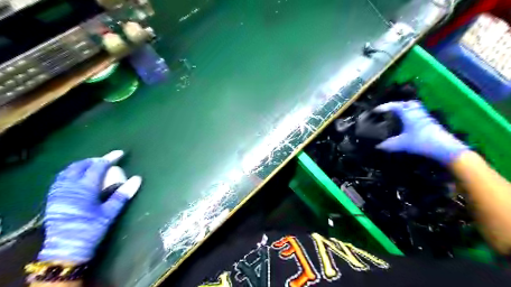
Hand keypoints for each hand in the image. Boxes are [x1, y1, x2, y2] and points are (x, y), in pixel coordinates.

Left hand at [38, 159, 142, 263]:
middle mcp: (69, 186)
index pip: (98, 166)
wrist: (65, 249)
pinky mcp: (53, 199)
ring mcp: (58, 192)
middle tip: (105, 160)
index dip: (109, 158)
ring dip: (81, 165)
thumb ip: (123, 194)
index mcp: (84, 188)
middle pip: (80, 166)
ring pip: (67, 171)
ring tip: (92, 166)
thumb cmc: (91, 229)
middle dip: (93, 160)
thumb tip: (137, 178)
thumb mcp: (110, 212)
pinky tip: (77, 178)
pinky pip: (61, 179)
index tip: (120, 153)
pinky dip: (71, 173)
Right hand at [374, 101, 467, 164]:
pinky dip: (411, 116)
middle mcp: (417, 113)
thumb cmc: (421, 142)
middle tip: (390, 111)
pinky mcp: (430, 123)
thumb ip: (389, 145)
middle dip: (398, 105)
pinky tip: (408, 124)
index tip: (376, 110)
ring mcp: (425, 117)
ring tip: (398, 116)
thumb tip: (378, 146)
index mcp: (409, 114)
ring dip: (406, 110)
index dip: (384, 107)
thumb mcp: (402, 144)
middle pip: (408, 103)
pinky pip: (419, 115)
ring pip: (415, 108)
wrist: (445, 148)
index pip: (395, 106)